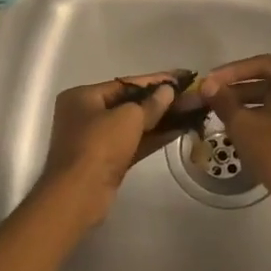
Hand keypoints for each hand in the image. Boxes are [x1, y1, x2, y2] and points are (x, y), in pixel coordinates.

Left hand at [36, 72, 184, 226]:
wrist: (79, 195)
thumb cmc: (98, 146)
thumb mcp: (128, 118)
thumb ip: (151, 103)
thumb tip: (168, 91)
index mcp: (82, 97)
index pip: (125, 83)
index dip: (156, 80)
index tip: (182, 76)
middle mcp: (86, 115)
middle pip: (129, 103)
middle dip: (160, 100)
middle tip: (190, 94)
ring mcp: (96, 140)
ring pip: (133, 124)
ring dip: (161, 119)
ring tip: (191, 110)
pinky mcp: (108, 161)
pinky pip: (134, 142)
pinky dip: (154, 136)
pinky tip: (180, 129)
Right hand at [199, 56, 270, 208]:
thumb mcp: (242, 123)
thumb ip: (223, 99)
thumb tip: (207, 86)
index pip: (261, 65)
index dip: (231, 72)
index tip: (210, 82)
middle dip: (241, 89)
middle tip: (215, 98)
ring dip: (254, 104)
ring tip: (226, 114)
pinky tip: (249, 128)